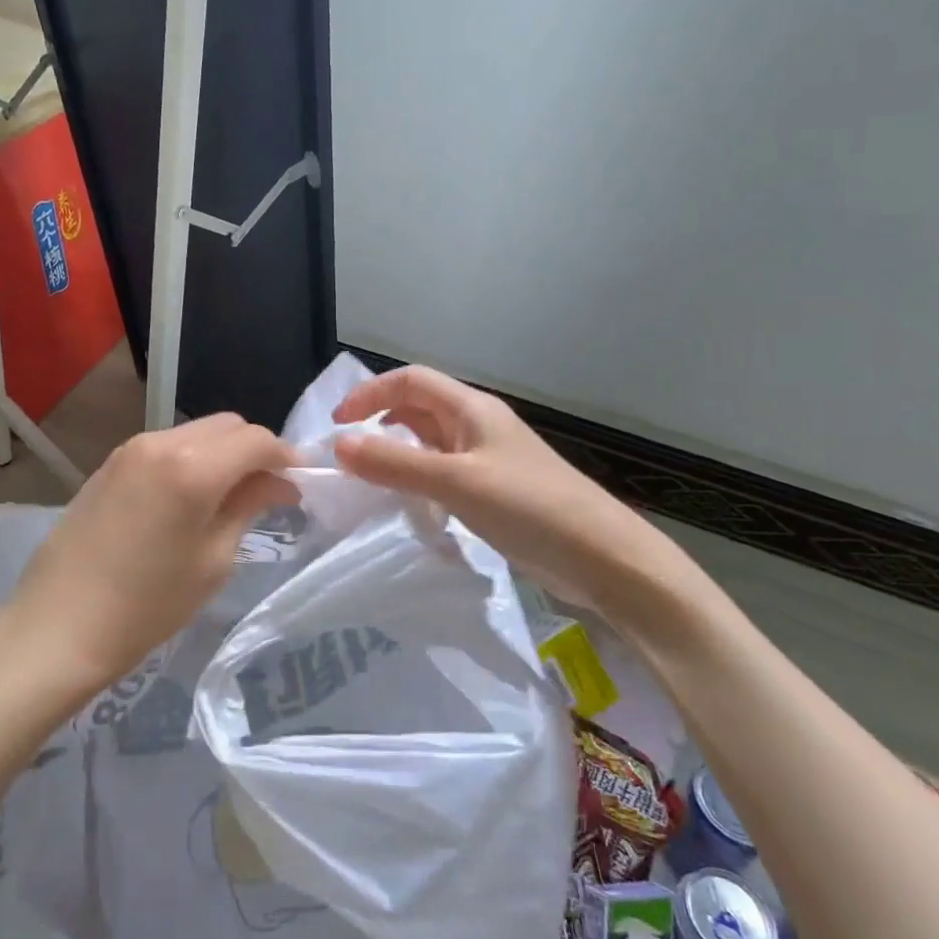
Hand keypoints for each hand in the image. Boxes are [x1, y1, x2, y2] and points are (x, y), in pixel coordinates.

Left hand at [1, 414, 299, 702]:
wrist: (57, 628)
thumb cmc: (147, 606)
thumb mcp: (213, 561)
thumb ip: (249, 506)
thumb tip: (279, 482)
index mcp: (193, 467)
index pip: (257, 440)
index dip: (285, 457)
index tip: (299, 484)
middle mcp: (162, 442)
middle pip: (227, 426)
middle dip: (255, 450)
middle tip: (269, 491)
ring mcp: (131, 449)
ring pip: (196, 433)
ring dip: (222, 454)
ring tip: (231, 496)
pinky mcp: (110, 463)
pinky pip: (167, 446)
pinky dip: (192, 460)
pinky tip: (191, 497)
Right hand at [331, 366, 682, 614]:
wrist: (601, 556)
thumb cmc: (528, 507)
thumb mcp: (455, 483)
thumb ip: (395, 463)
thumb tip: (338, 445)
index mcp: (471, 409)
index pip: (410, 381)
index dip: (370, 394)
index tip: (338, 426)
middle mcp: (478, 425)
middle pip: (419, 407)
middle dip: (379, 421)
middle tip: (347, 454)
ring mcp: (487, 459)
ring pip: (430, 442)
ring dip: (397, 452)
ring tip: (368, 478)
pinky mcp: (494, 490)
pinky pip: (444, 472)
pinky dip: (418, 479)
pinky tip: (408, 504)